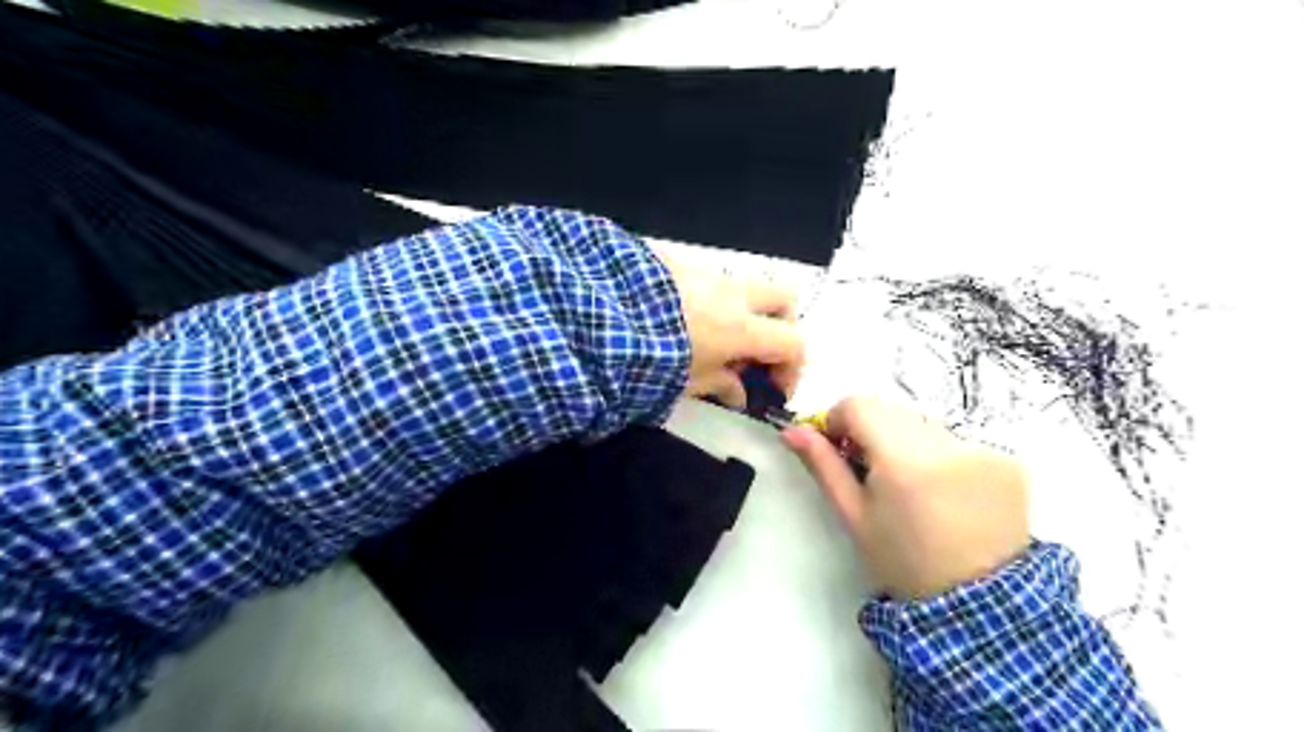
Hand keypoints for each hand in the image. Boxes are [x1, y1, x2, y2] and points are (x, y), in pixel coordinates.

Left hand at [665, 251, 805, 409]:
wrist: (600, 320)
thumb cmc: (650, 360)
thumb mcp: (688, 383)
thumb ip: (722, 386)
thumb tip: (738, 394)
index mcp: (742, 328)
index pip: (794, 343)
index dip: (791, 370)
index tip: (773, 390)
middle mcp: (733, 294)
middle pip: (783, 300)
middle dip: (779, 326)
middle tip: (757, 354)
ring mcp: (706, 273)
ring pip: (744, 287)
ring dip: (743, 313)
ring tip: (714, 342)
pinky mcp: (677, 263)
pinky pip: (709, 281)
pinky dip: (711, 302)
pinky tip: (683, 323)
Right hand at [783, 397, 1029, 597]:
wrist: (978, 605)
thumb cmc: (902, 561)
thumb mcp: (854, 516)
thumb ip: (823, 465)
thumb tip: (792, 430)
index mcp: (904, 461)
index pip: (860, 404)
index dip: (840, 419)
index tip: (839, 447)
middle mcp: (948, 445)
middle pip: (892, 409)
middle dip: (873, 430)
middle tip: (872, 470)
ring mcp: (984, 450)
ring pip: (924, 423)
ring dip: (907, 441)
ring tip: (912, 486)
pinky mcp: (1008, 460)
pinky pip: (957, 440)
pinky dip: (941, 455)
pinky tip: (945, 492)